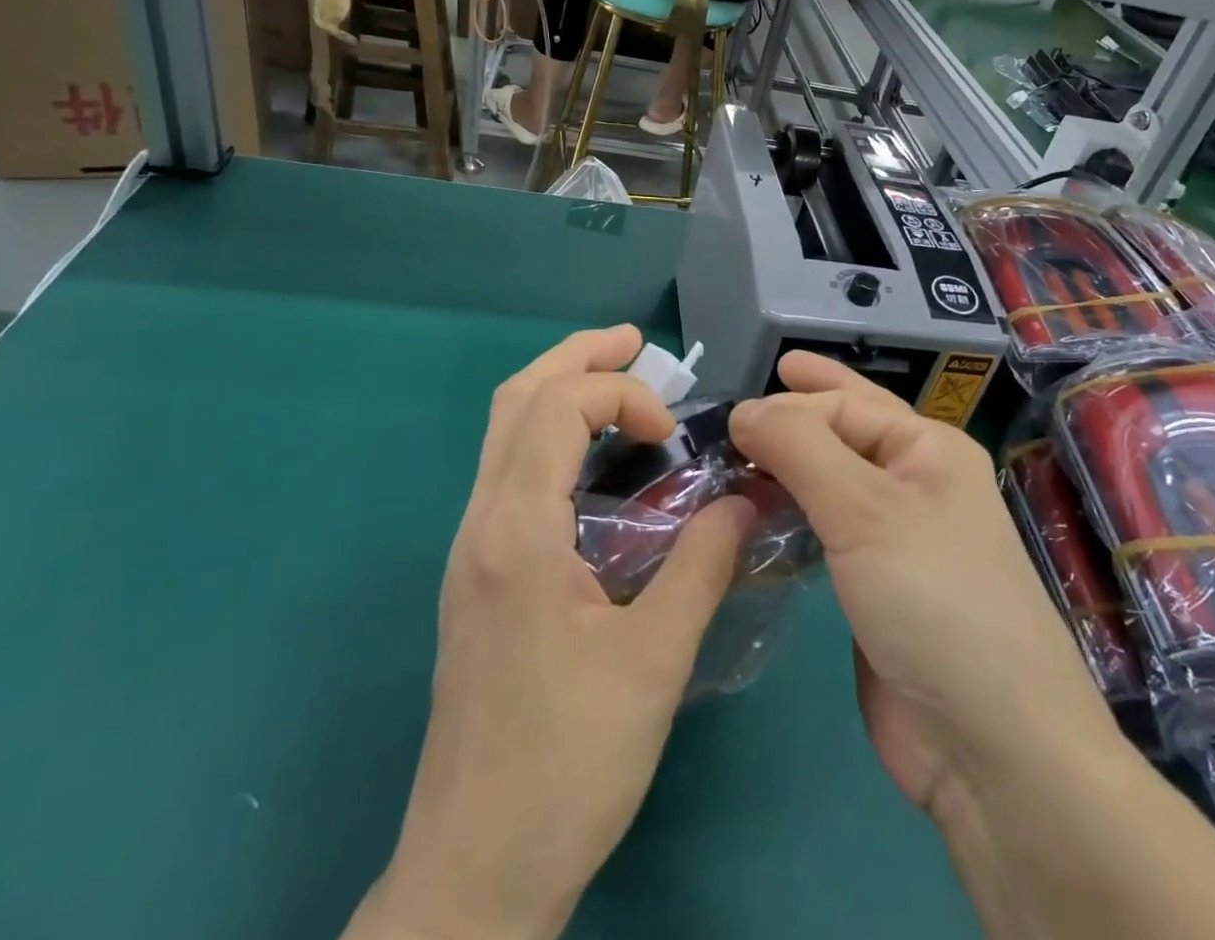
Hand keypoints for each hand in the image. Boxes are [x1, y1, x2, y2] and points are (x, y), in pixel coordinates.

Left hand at [351, 327, 752, 939]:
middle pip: (515, 400)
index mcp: (516, 532)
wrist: (474, 871)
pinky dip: (551, 437)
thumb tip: (743, 500)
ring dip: (559, 392)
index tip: (672, 433)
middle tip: (634, 343)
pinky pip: (509, 472)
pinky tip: (595, 461)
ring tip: (619, 382)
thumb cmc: (567, 766)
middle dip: (576, 358)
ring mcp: (471, 549)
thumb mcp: (653, 663)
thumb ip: (701, 566)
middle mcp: (480, 524)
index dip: (619, 395)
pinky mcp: (477, 575)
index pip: (554, 408)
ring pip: (504, 433)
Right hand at [727, 354, 1114, 819]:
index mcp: (928, 449)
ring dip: (786, 467)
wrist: (990, 747)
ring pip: (829, 481)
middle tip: (735, 412)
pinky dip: (791, 515)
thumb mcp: (865, 508)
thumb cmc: (933, 600)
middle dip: (793, 416)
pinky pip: (824, 530)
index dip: (787, 405)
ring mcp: (896, 537)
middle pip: (842, 432)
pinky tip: (758, 517)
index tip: (729, 420)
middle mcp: (915, 483)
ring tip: (737, 461)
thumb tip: (744, 409)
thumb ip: (799, 447)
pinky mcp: (874, 585)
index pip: (844, 405)